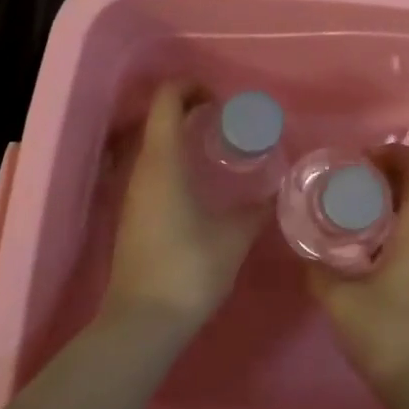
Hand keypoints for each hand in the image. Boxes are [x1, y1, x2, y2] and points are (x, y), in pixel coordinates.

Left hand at [102, 82, 263, 336]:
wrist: (143, 322)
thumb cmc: (190, 268)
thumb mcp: (234, 236)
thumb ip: (256, 209)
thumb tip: (275, 193)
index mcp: (163, 161)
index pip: (167, 100)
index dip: (191, 87)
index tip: (221, 98)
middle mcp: (142, 168)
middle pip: (159, 118)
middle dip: (191, 108)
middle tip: (227, 119)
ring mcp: (133, 192)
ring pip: (154, 143)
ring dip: (182, 135)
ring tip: (218, 147)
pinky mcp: (133, 213)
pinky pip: (152, 167)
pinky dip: (175, 158)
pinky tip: (200, 181)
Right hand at [307, 147, 408, 395]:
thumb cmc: (384, 334)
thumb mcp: (339, 298)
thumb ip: (319, 268)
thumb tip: (308, 252)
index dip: (395, 153)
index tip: (363, 161)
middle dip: (390, 172)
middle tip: (354, 180)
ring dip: (396, 198)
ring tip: (359, 208)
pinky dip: (402, 221)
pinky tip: (372, 243)